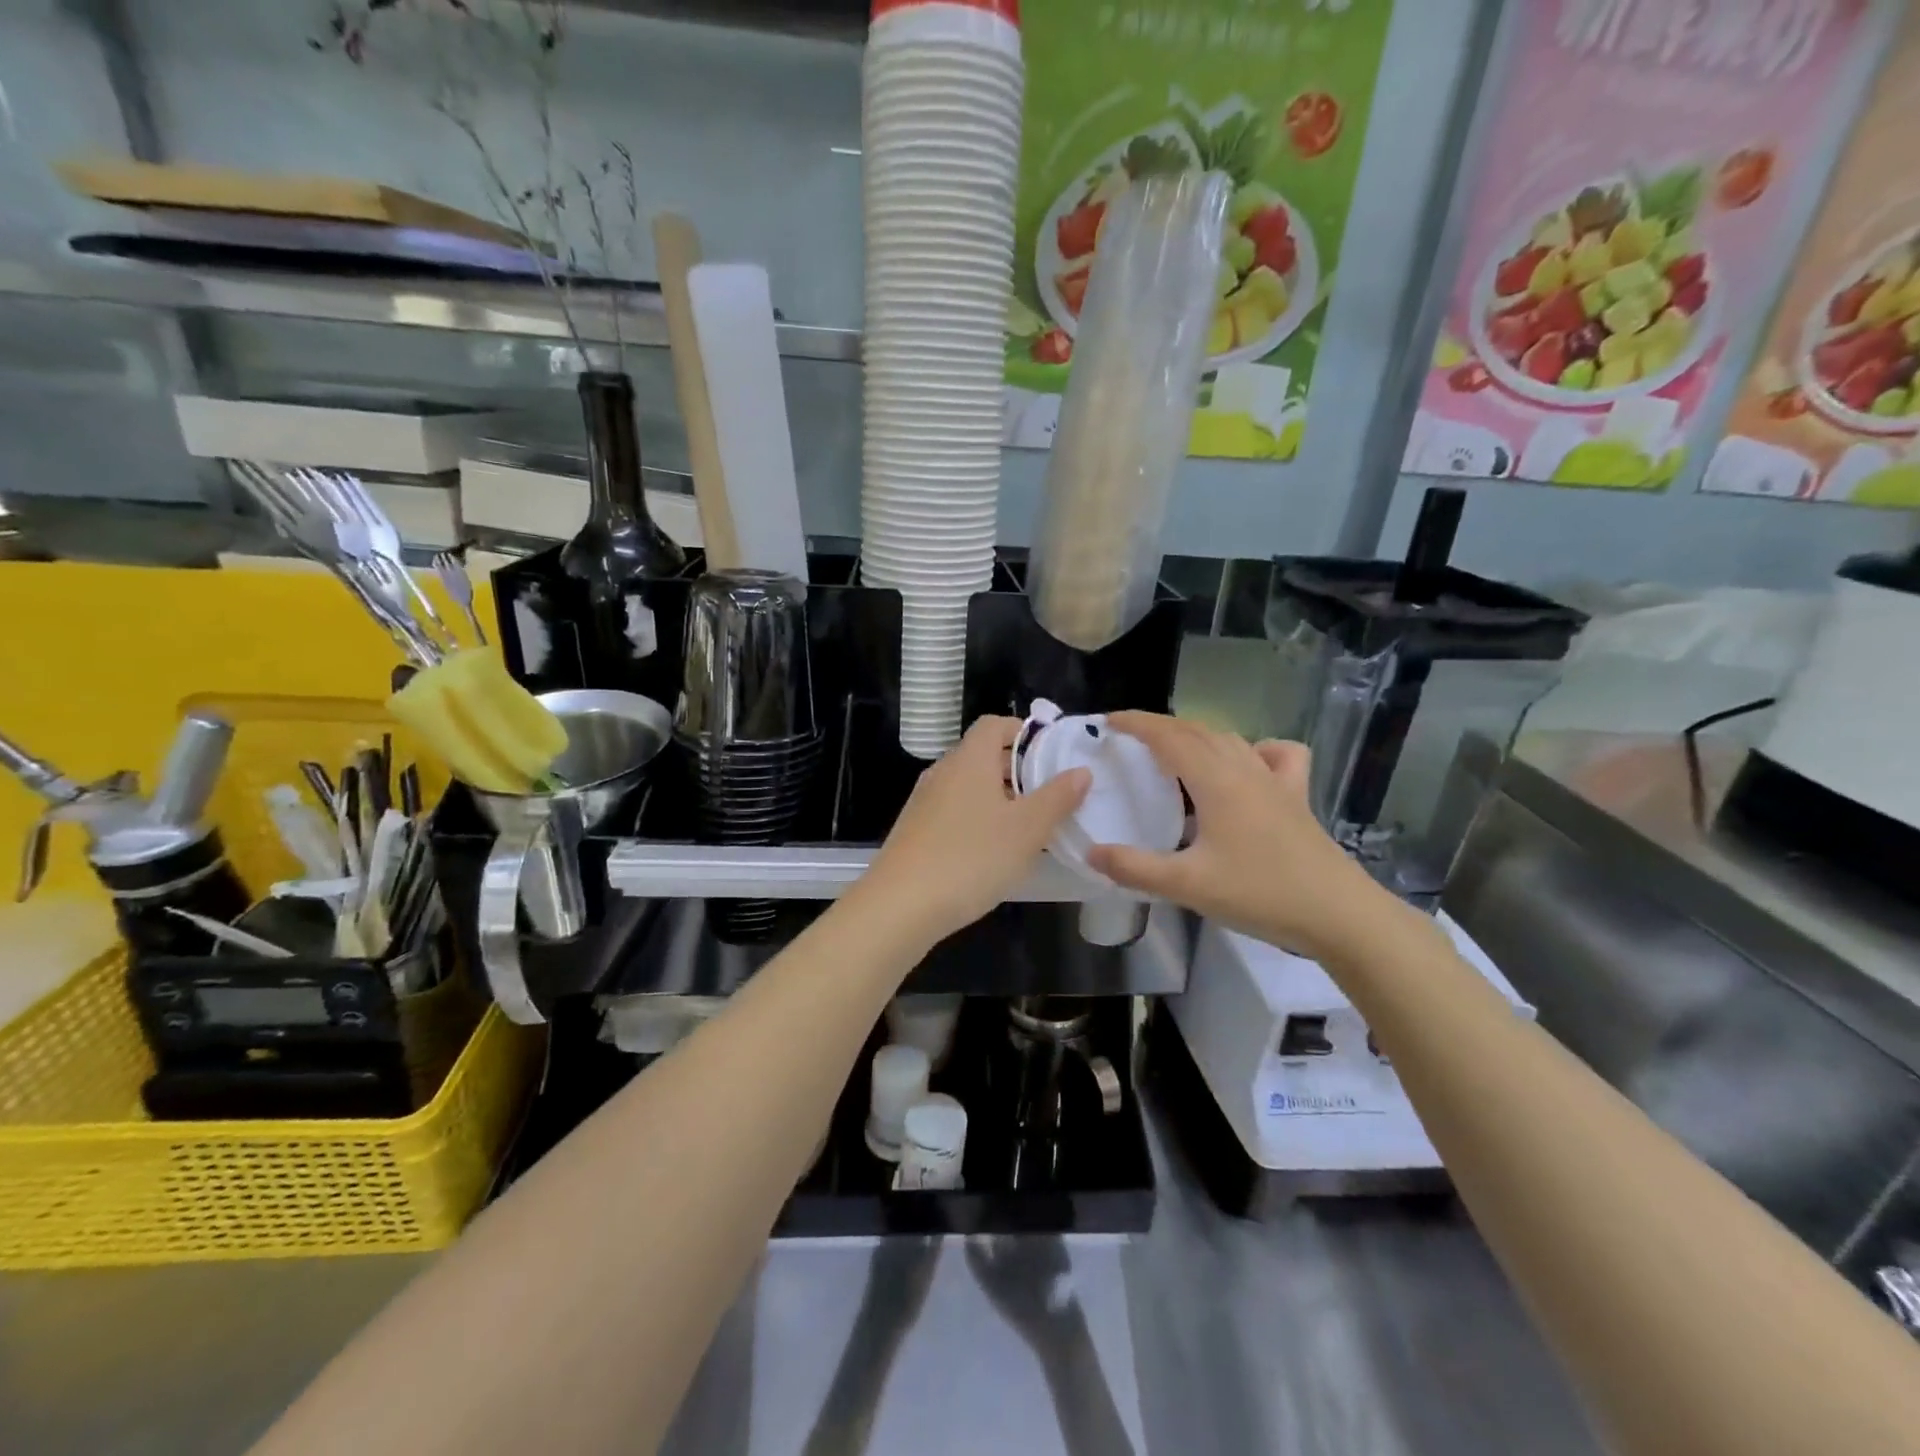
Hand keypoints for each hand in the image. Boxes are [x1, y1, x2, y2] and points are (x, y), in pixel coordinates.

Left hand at [859, 716, 1089, 947]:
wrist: (900, 905)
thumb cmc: (971, 858)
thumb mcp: (1027, 830)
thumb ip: (1057, 797)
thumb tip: (1080, 770)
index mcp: (969, 759)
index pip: (995, 724)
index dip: (1024, 732)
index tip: (1052, 756)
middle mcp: (943, 771)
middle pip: (983, 755)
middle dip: (1018, 770)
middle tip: (1050, 796)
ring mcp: (924, 801)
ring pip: (969, 786)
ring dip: (999, 798)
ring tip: (1028, 827)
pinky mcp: (915, 830)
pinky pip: (954, 811)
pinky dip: (977, 819)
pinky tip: (992, 852)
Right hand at [1085, 713, 1375, 959]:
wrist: (1338, 914)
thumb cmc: (1260, 893)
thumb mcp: (1187, 886)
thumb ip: (1135, 868)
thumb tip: (1091, 853)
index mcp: (1216, 781)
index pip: (1169, 737)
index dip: (1137, 724)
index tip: (1108, 722)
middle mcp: (1245, 769)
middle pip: (1198, 731)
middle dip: (1161, 727)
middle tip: (1130, 739)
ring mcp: (1275, 781)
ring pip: (1230, 740)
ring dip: (1197, 736)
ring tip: (1173, 751)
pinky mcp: (1297, 797)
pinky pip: (1276, 755)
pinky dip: (1255, 749)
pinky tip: (1247, 766)